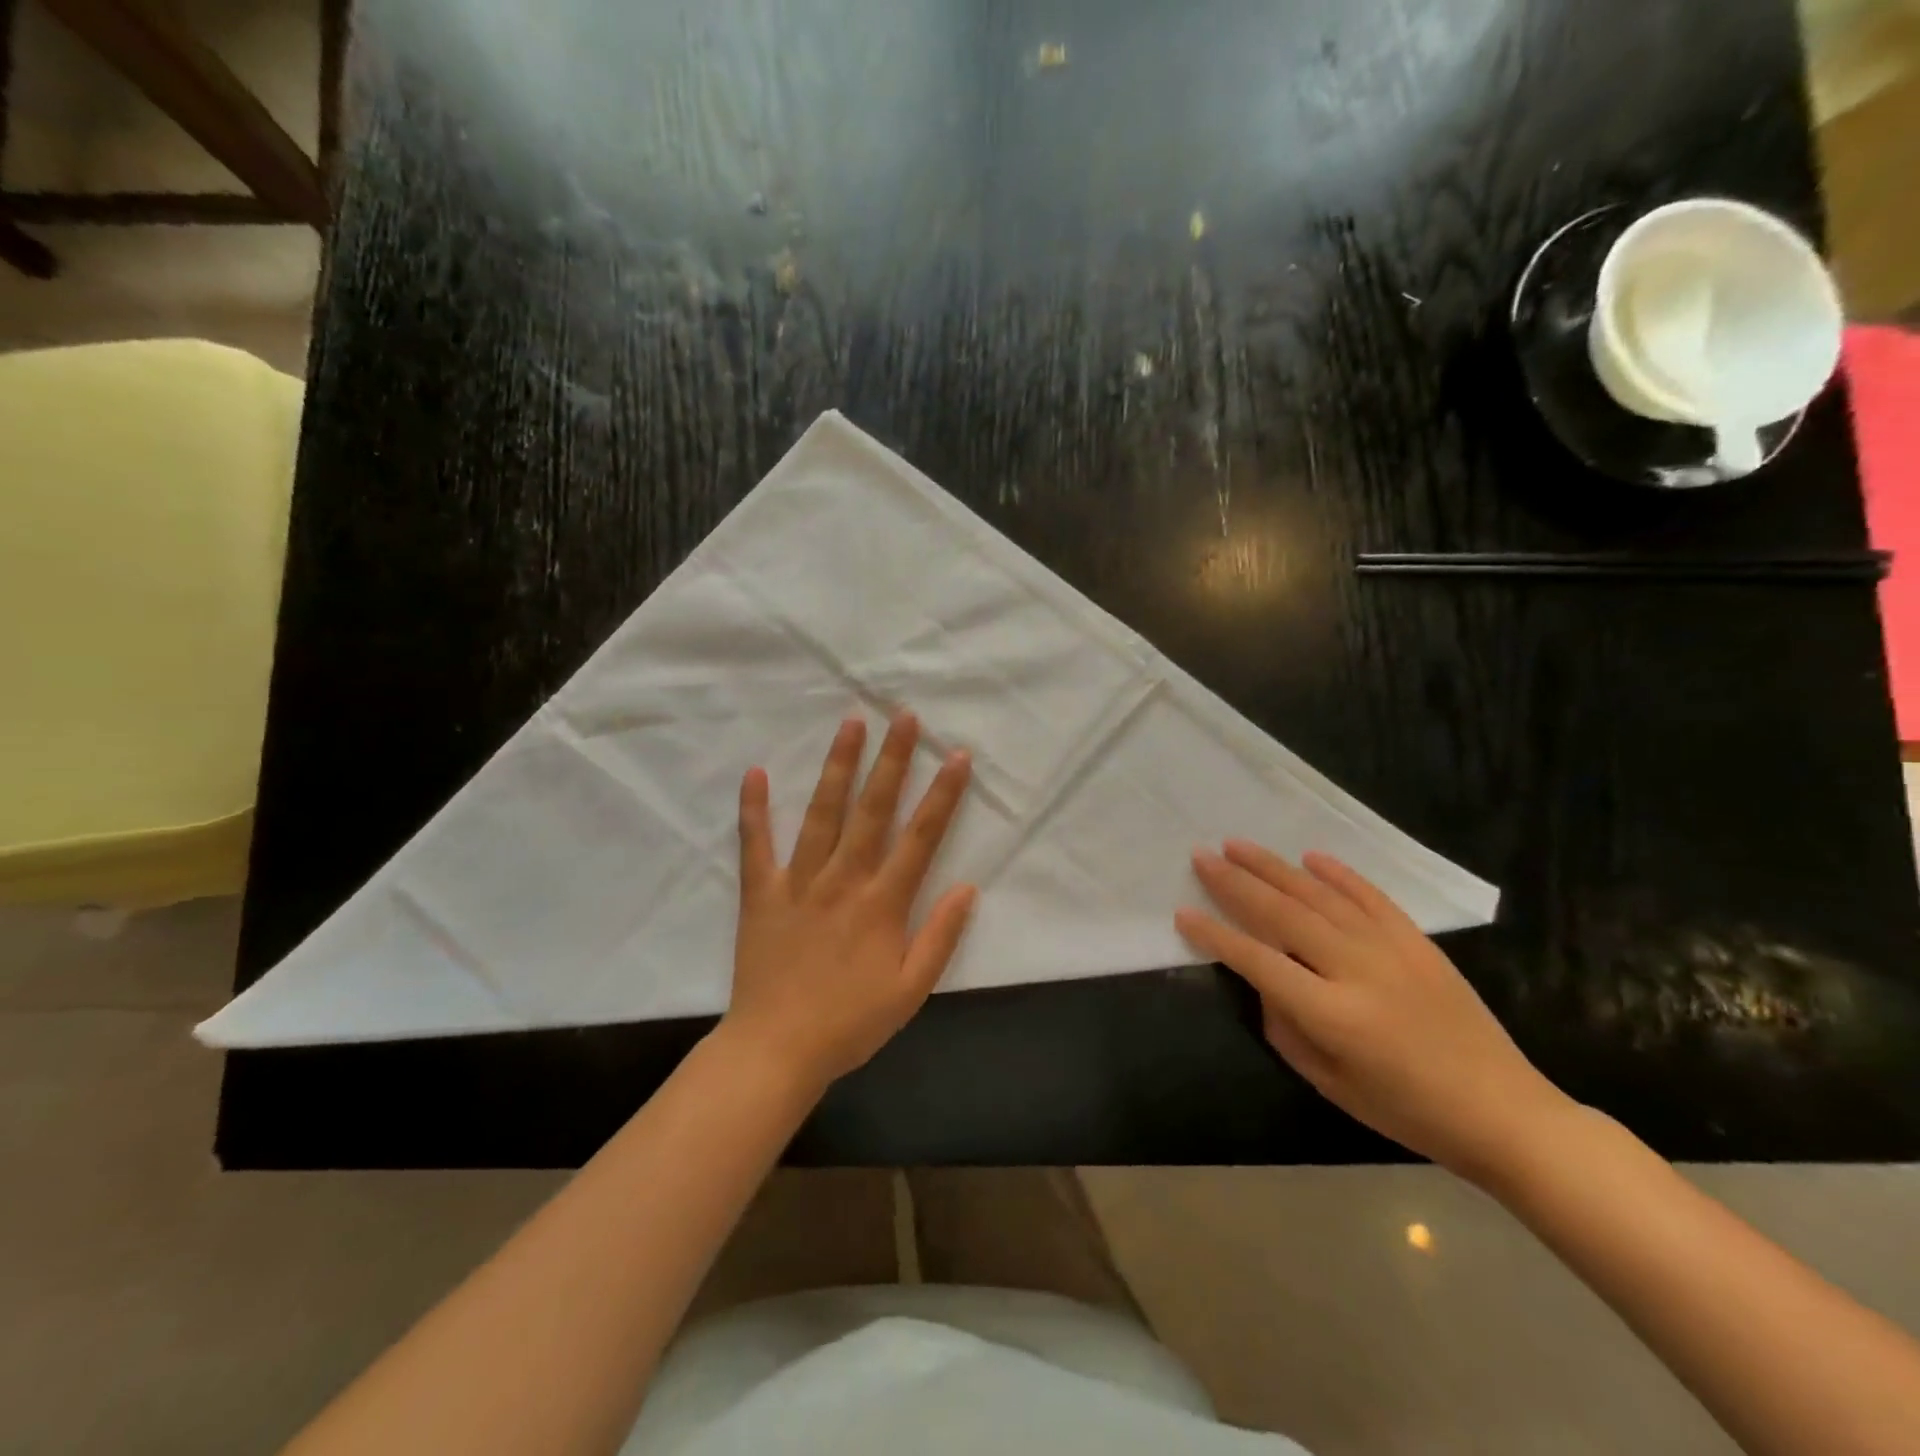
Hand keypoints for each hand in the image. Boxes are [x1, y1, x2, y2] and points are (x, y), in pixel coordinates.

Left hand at [723, 711, 976, 1090]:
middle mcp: (844, 880)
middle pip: (873, 810)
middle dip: (892, 760)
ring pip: (822, 813)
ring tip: (850, 723)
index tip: (956, 755)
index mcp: (883, 903)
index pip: (921, 837)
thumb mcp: (912, 990)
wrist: (777, 1050)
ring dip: (838, 766)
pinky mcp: (761, 893)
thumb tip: (968, 887)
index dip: (942, 795)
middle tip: (903, 717)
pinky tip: (753, 773)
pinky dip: (754, 809)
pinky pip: (756, 845)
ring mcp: (799, 882)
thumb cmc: (850, 1023)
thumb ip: (941, 937)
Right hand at [1177, 843, 1569, 1182]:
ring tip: (1238, 845)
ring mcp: (1391, 949)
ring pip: (1319, 895)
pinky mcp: (1418, 941)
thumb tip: (1266, 981)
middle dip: (1236, 883)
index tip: (1184, 914)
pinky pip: (1370, 896)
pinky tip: (1311, 857)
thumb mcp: (1330, 1083)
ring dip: (1274, 868)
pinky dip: (1338, 874)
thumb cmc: (1407, 1110)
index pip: (1257, 961)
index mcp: (1332, 1014)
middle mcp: (1356, 969)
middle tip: (1202, 857)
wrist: (1503, 1112)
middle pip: (1283, 914)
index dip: (1216, 936)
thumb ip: (1286, 1027)